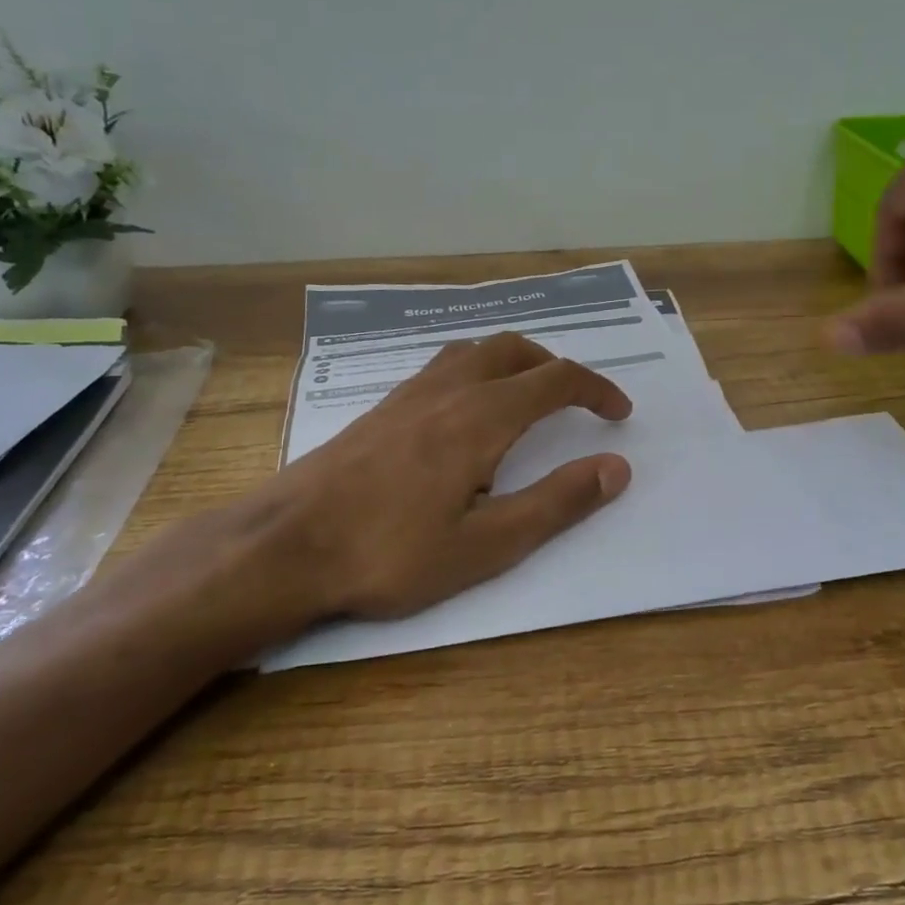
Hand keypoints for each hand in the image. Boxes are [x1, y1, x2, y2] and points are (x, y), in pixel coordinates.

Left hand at [130, 333, 632, 655]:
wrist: (284, 546)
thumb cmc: (390, 553)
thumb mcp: (487, 544)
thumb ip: (556, 503)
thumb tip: (617, 468)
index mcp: (481, 417)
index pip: (556, 380)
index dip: (596, 390)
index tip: (620, 414)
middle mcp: (448, 390)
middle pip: (515, 350)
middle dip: (556, 368)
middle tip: (577, 402)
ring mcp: (409, 394)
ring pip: (475, 351)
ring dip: (514, 364)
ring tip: (527, 399)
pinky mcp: (381, 409)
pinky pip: (442, 367)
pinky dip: (475, 371)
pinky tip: (464, 414)